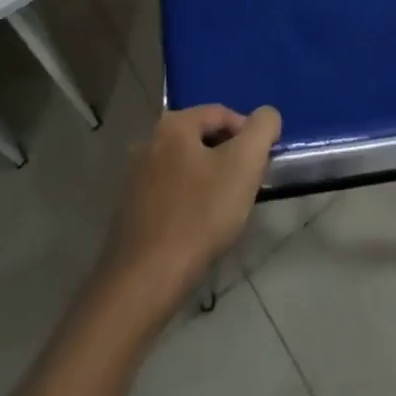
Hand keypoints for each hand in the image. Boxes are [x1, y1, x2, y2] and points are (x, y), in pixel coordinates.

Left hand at [101, 104, 281, 315]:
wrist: (146, 281)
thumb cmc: (200, 215)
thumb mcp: (244, 164)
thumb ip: (262, 128)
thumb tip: (266, 116)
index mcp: (173, 124)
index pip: (222, 113)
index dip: (249, 135)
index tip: (261, 165)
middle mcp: (149, 141)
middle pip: (203, 139)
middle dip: (229, 158)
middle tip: (246, 187)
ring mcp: (134, 177)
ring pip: (186, 166)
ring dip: (209, 180)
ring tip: (224, 210)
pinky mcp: (129, 209)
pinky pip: (169, 192)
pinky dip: (188, 201)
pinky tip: (198, 228)